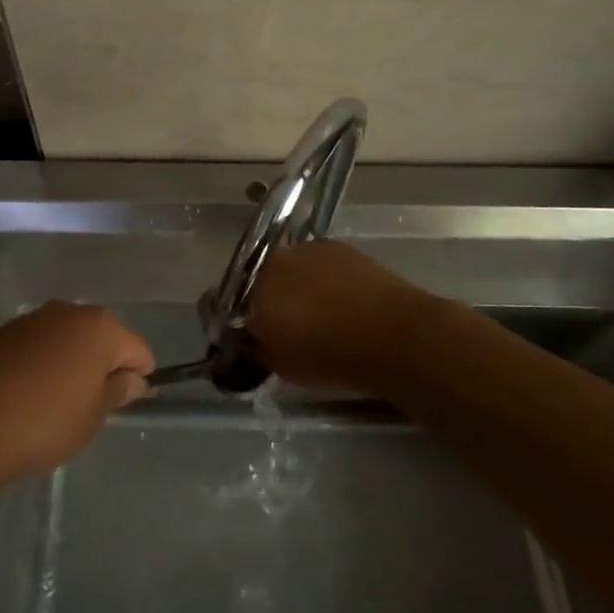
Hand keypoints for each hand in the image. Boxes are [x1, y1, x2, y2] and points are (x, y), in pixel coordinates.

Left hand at [0, 301, 154, 486]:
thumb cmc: (43, 423)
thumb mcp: (91, 417)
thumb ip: (117, 392)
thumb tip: (133, 379)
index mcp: (100, 328)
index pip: (138, 349)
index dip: (139, 377)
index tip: (127, 404)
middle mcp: (68, 312)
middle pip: (102, 337)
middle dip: (104, 365)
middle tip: (93, 405)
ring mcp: (32, 319)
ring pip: (67, 338)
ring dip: (71, 361)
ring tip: (57, 402)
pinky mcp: (2, 332)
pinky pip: (37, 345)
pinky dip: (41, 363)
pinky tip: (27, 395)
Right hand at [246, 241, 438, 392]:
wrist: (395, 335)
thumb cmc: (333, 359)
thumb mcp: (283, 367)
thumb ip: (259, 346)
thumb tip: (254, 338)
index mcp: (252, 293)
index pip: (218, 301)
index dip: (227, 319)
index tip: (241, 335)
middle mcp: (272, 262)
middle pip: (254, 278)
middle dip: (261, 298)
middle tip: (280, 323)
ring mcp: (305, 248)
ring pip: (287, 267)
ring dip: (291, 284)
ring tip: (315, 310)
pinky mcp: (335, 245)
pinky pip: (315, 261)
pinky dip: (319, 276)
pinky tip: (339, 297)